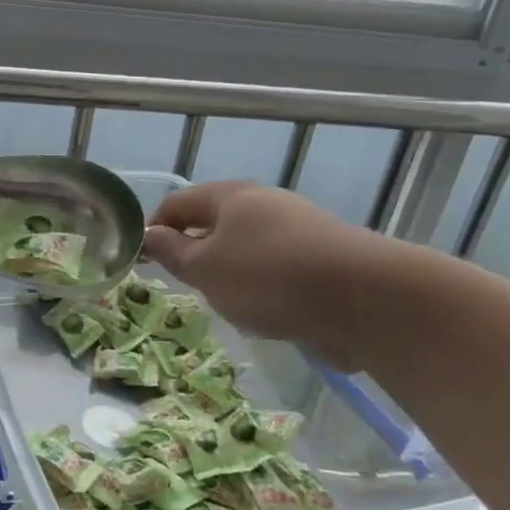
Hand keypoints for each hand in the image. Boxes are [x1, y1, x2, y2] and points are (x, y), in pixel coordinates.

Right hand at [142, 181, 391, 369]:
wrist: (366, 298)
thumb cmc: (268, 277)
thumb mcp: (205, 268)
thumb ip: (172, 252)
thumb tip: (148, 235)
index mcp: (229, 196)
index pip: (175, 204)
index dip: (153, 229)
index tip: (143, 262)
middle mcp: (262, 203)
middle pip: (212, 224)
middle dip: (194, 255)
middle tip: (187, 287)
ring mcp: (296, 228)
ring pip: (245, 249)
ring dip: (229, 274)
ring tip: (229, 305)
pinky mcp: (322, 258)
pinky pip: (276, 268)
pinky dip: (263, 287)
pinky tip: (268, 313)